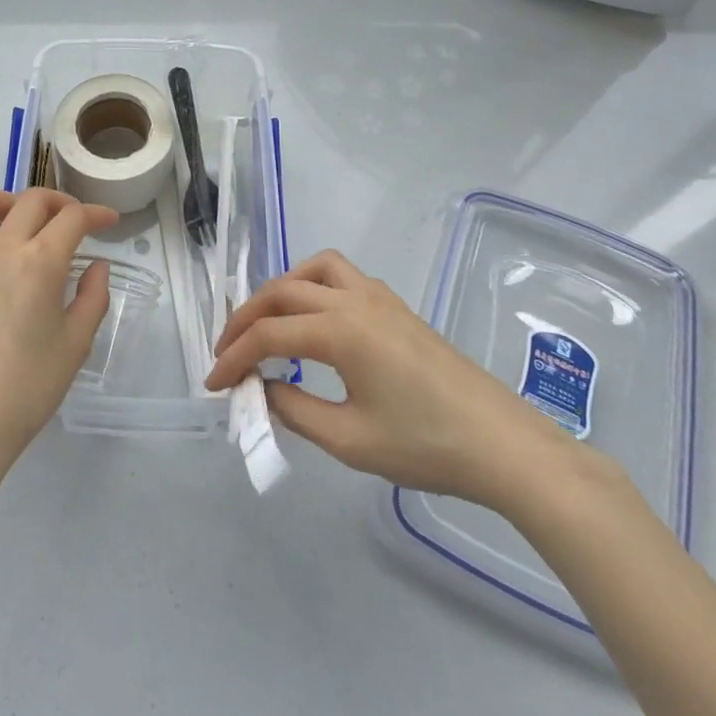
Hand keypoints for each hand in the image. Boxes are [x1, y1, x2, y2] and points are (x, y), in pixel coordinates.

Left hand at [0, 188, 119, 484]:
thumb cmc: (27, 389)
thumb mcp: (75, 345)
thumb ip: (93, 298)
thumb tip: (97, 267)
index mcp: (41, 262)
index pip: (73, 218)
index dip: (97, 213)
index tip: (110, 222)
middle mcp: (2, 249)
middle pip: (32, 200)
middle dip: (60, 203)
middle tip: (74, 223)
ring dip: (6, 201)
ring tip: (20, 222)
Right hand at [205, 249, 577, 513]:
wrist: (502, 444)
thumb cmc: (425, 445)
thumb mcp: (349, 440)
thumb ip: (295, 410)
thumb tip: (263, 388)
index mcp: (339, 330)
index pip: (268, 335)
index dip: (233, 357)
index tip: (213, 384)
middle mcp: (353, 299)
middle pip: (282, 292)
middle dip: (246, 318)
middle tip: (227, 351)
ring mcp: (377, 297)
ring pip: (313, 270)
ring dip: (281, 290)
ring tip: (267, 323)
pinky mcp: (395, 306)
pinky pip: (341, 276)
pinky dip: (313, 285)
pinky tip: (316, 320)